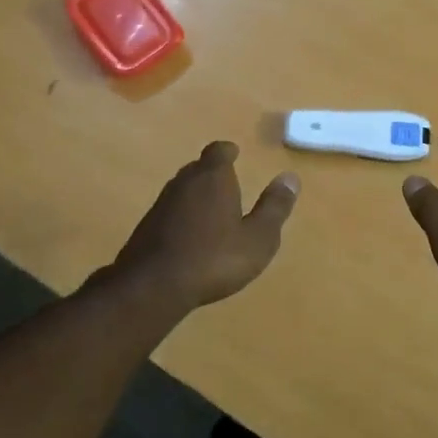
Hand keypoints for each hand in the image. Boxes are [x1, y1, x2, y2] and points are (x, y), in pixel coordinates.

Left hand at [105, 142, 299, 309]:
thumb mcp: (257, 238)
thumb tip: (290, 177)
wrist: (152, 285)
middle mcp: (184, 182)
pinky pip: (170, 211)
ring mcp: (161, 204)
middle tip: (227, 182)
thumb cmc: (214, 258)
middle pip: (199, 167)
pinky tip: (190, 235)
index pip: (218, 151)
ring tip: (212, 209)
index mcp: (213, 178)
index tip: (234, 154)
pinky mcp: (147, 226)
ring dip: (197, 195)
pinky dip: (182, 215)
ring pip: (182, 189)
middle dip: (213, 172)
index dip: (227, 151)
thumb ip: (274, 207)